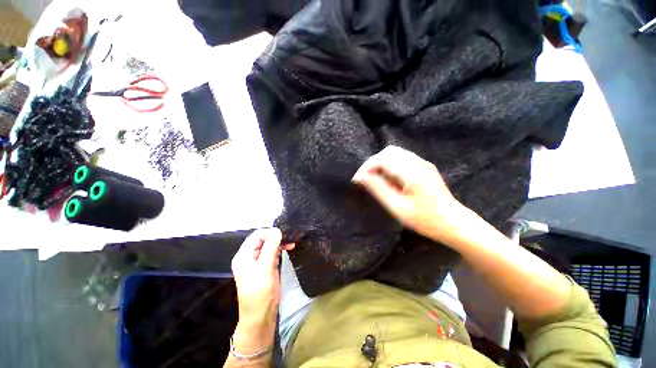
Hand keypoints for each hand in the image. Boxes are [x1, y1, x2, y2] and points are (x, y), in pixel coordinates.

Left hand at [230, 228, 294, 351]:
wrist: (261, 316)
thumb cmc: (260, 292)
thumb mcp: (265, 268)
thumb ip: (271, 247)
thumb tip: (277, 230)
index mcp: (244, 255)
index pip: (257, 235)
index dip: (270, 232)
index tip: (284, 233)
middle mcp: (249, 256)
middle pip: (263, 239)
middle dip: (276, 237)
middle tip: (290, 237)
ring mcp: (258, 261)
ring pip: (269, 245)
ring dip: (280, 242)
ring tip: (292, 243)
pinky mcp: (266, 266)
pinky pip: (273, 252)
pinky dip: (281, 249)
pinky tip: (289, 248)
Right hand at [352, 146, 466, 243]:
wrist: (454, 222)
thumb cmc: (426, 220)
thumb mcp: (398, 207)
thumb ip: (378, 189)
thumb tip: (361, 177)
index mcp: (412, 172)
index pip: (383, 159)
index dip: (367, 167)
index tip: (357, 179)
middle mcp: (418, 162)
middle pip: (389, 152)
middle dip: (373, 163)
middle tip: (365, 178)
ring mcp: (423, 163)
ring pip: (395, 153)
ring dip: (381, 163)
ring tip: (374, 179)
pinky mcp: (424, 166)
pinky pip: (402, 158)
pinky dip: (390, 165)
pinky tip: (388, 178)